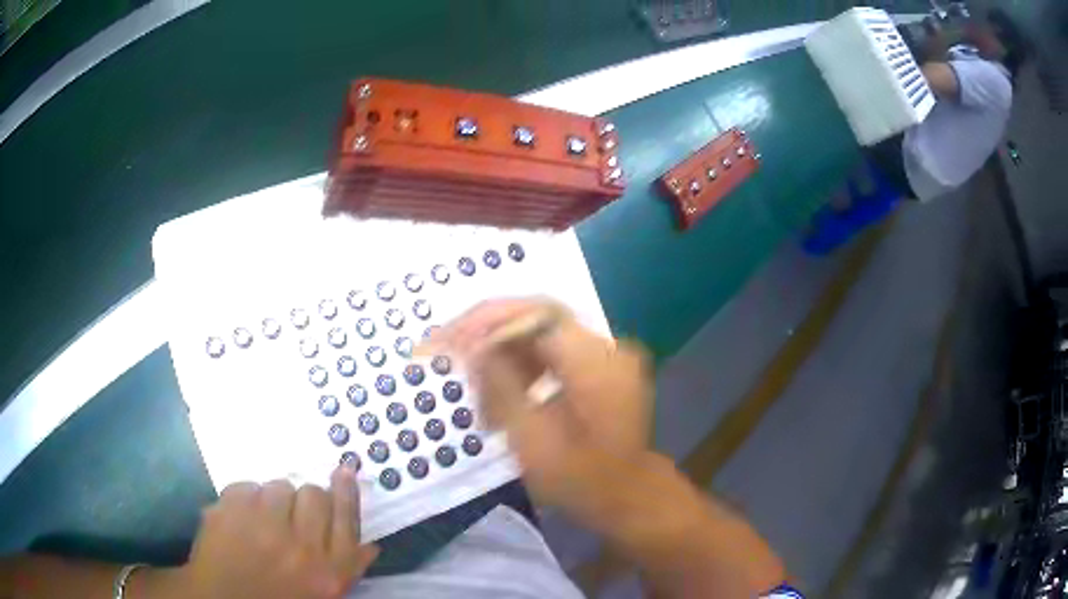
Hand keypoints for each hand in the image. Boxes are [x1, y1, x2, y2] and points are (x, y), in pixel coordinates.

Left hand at [152, 466, 378, 598]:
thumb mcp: (322, 594)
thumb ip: (347, 569)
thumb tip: (370, 545)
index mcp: (327, 572)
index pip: (346, 520)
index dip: (346, 492)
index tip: (344, 470)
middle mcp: (300, 547)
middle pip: (314, 495)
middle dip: (305, 499)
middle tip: (292, 513)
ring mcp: (261, 526)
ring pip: (279, 486)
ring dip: (274, 498)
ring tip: (263, 517)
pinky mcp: (229, 510)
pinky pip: (247, 485)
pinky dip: (246, 497)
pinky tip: (241, 516)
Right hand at [422, 298, 653, 507]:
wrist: (628, 499)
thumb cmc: (582, 480)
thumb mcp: (532, 438)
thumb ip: (500, 384)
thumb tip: (471, 345)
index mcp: (598, 361)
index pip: (538, 313)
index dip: (489, 319)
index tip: (450, 338)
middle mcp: (606, 347)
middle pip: (537, 319)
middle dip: (489, 335)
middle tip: (447, 351)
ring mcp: (605, 357)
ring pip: (540, 338)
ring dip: (502, 357)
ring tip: (474, 389)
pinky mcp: (598, 370)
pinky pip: (551, 357)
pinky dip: (520, 371)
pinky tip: (499, 398)